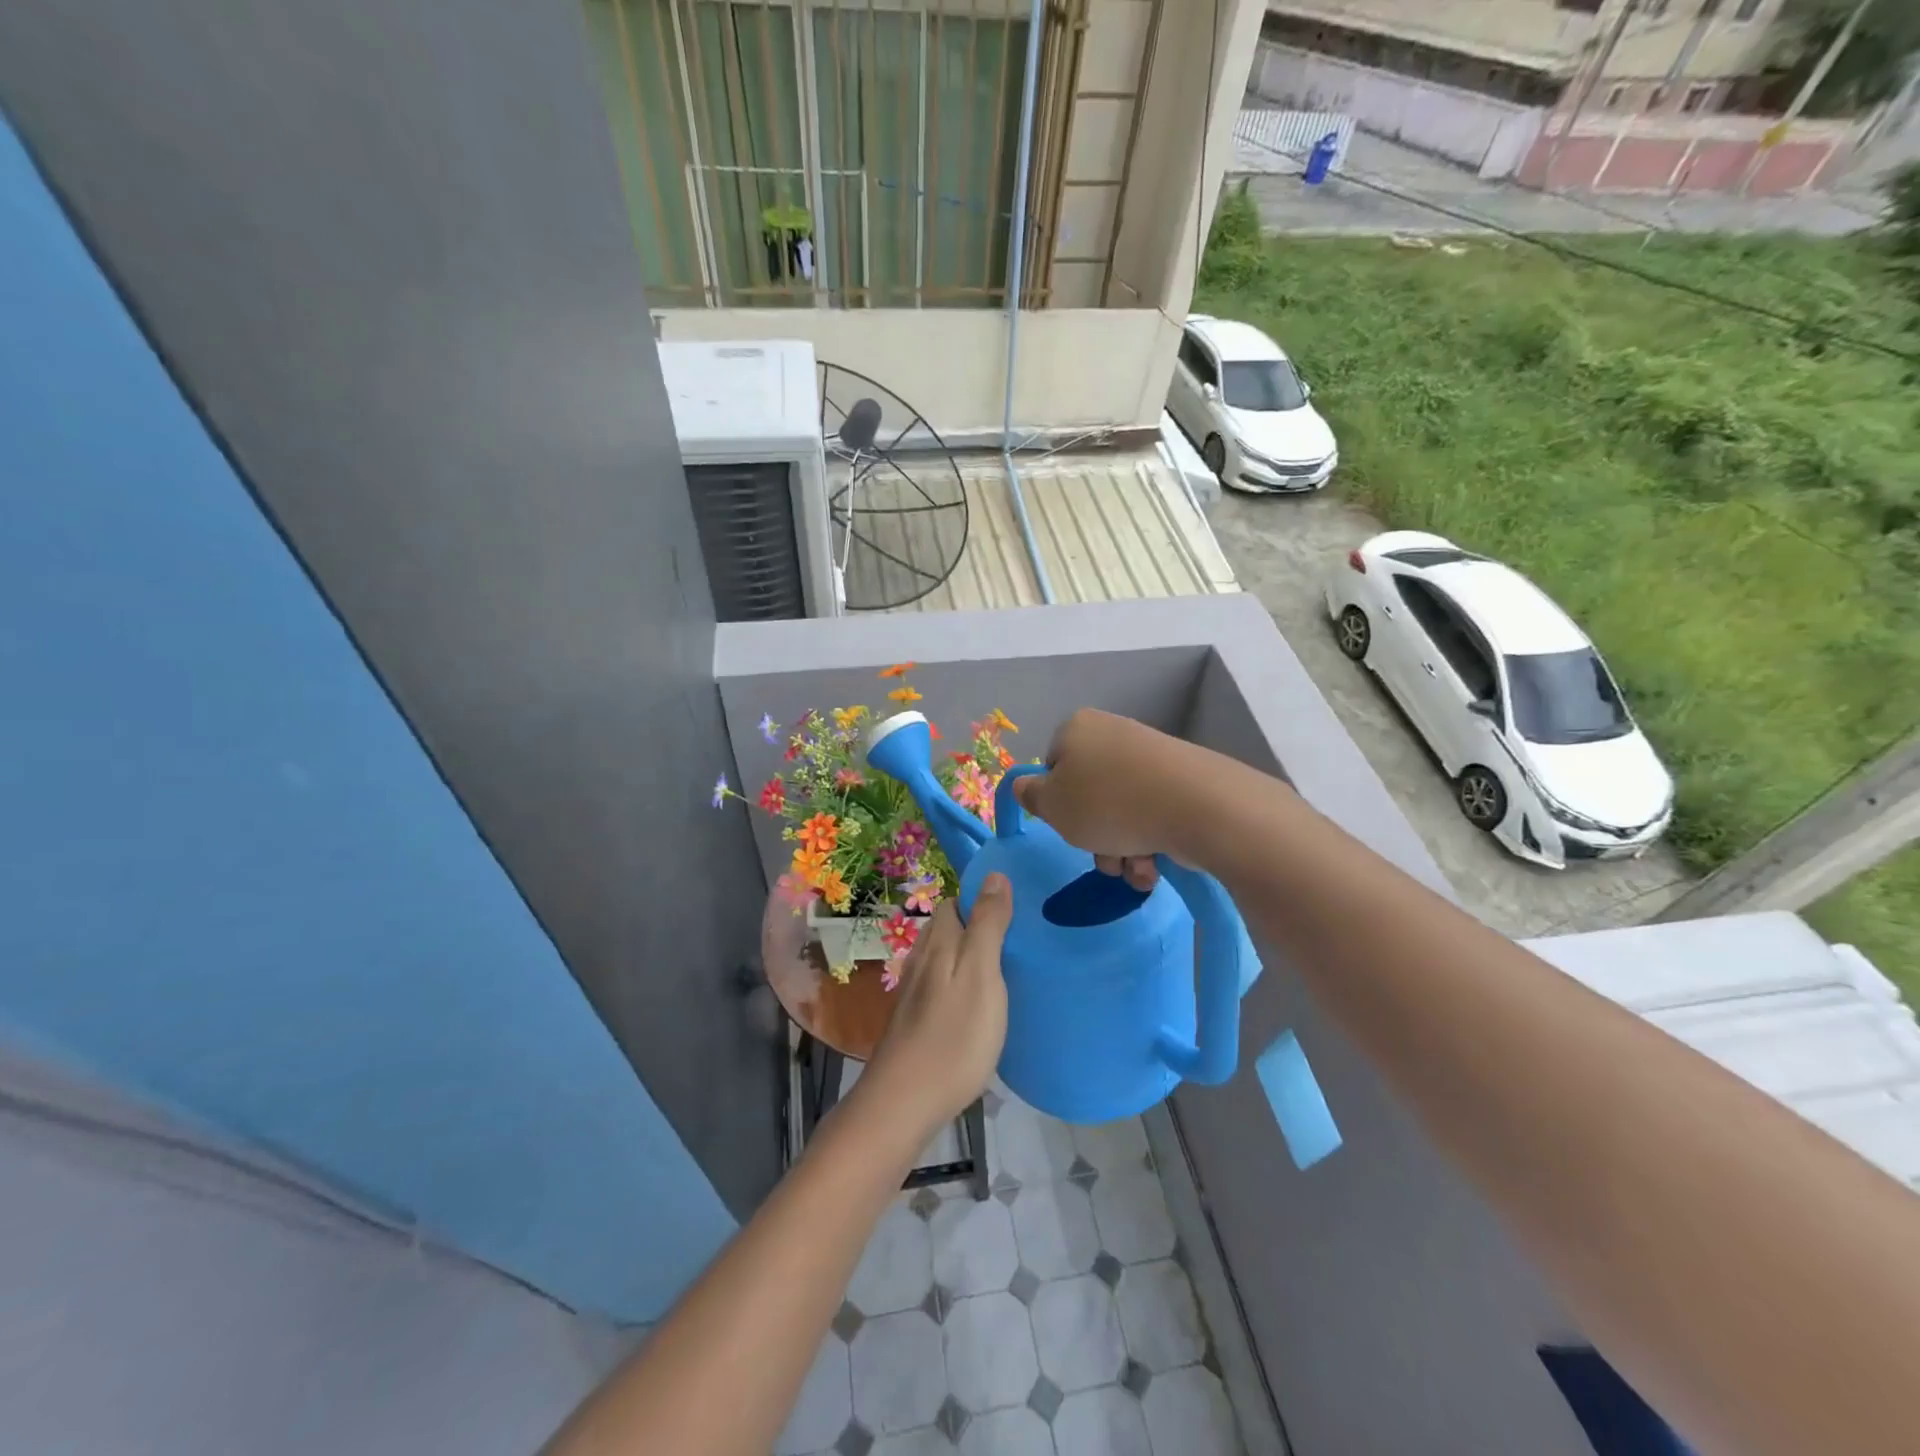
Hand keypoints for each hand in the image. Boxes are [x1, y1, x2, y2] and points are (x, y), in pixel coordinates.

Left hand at [864, 876, 1012, 1136]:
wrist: (903, 1103)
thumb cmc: (953, 1037)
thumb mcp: (981, 974)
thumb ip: (988, 924)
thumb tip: (995, 875)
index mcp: (938, 943)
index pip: (954, 902)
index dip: (982, 900)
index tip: (1016, 912)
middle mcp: (921, 960)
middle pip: (948, 929)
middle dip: (978, 928)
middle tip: (1018, 943)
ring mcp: (914, 993)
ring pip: (944, 959)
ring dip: (970, 958)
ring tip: (1006, 972)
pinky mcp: (915, 1021)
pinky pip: (942, 987)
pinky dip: (962, 986)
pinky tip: (980, 1007)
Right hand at [1011, 709, 1204, 890]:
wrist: (1196, 807)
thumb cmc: (1108, 804)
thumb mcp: (1052, 806)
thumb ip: (1030, 795)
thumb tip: (1025, 785)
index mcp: (1078, 728)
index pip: (1052, 766)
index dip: (1056, 802)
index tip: (1067, 825)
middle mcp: (1114, 734)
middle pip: (1089, 793)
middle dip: (1093, 835)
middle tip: (1103, 858)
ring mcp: (1152, 756)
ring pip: (1121, 810)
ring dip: (1121, 848)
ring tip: (1134, 869)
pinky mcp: (1183, 779)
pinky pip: (1152, 813)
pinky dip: (1149, 842)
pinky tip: (1155, 865)